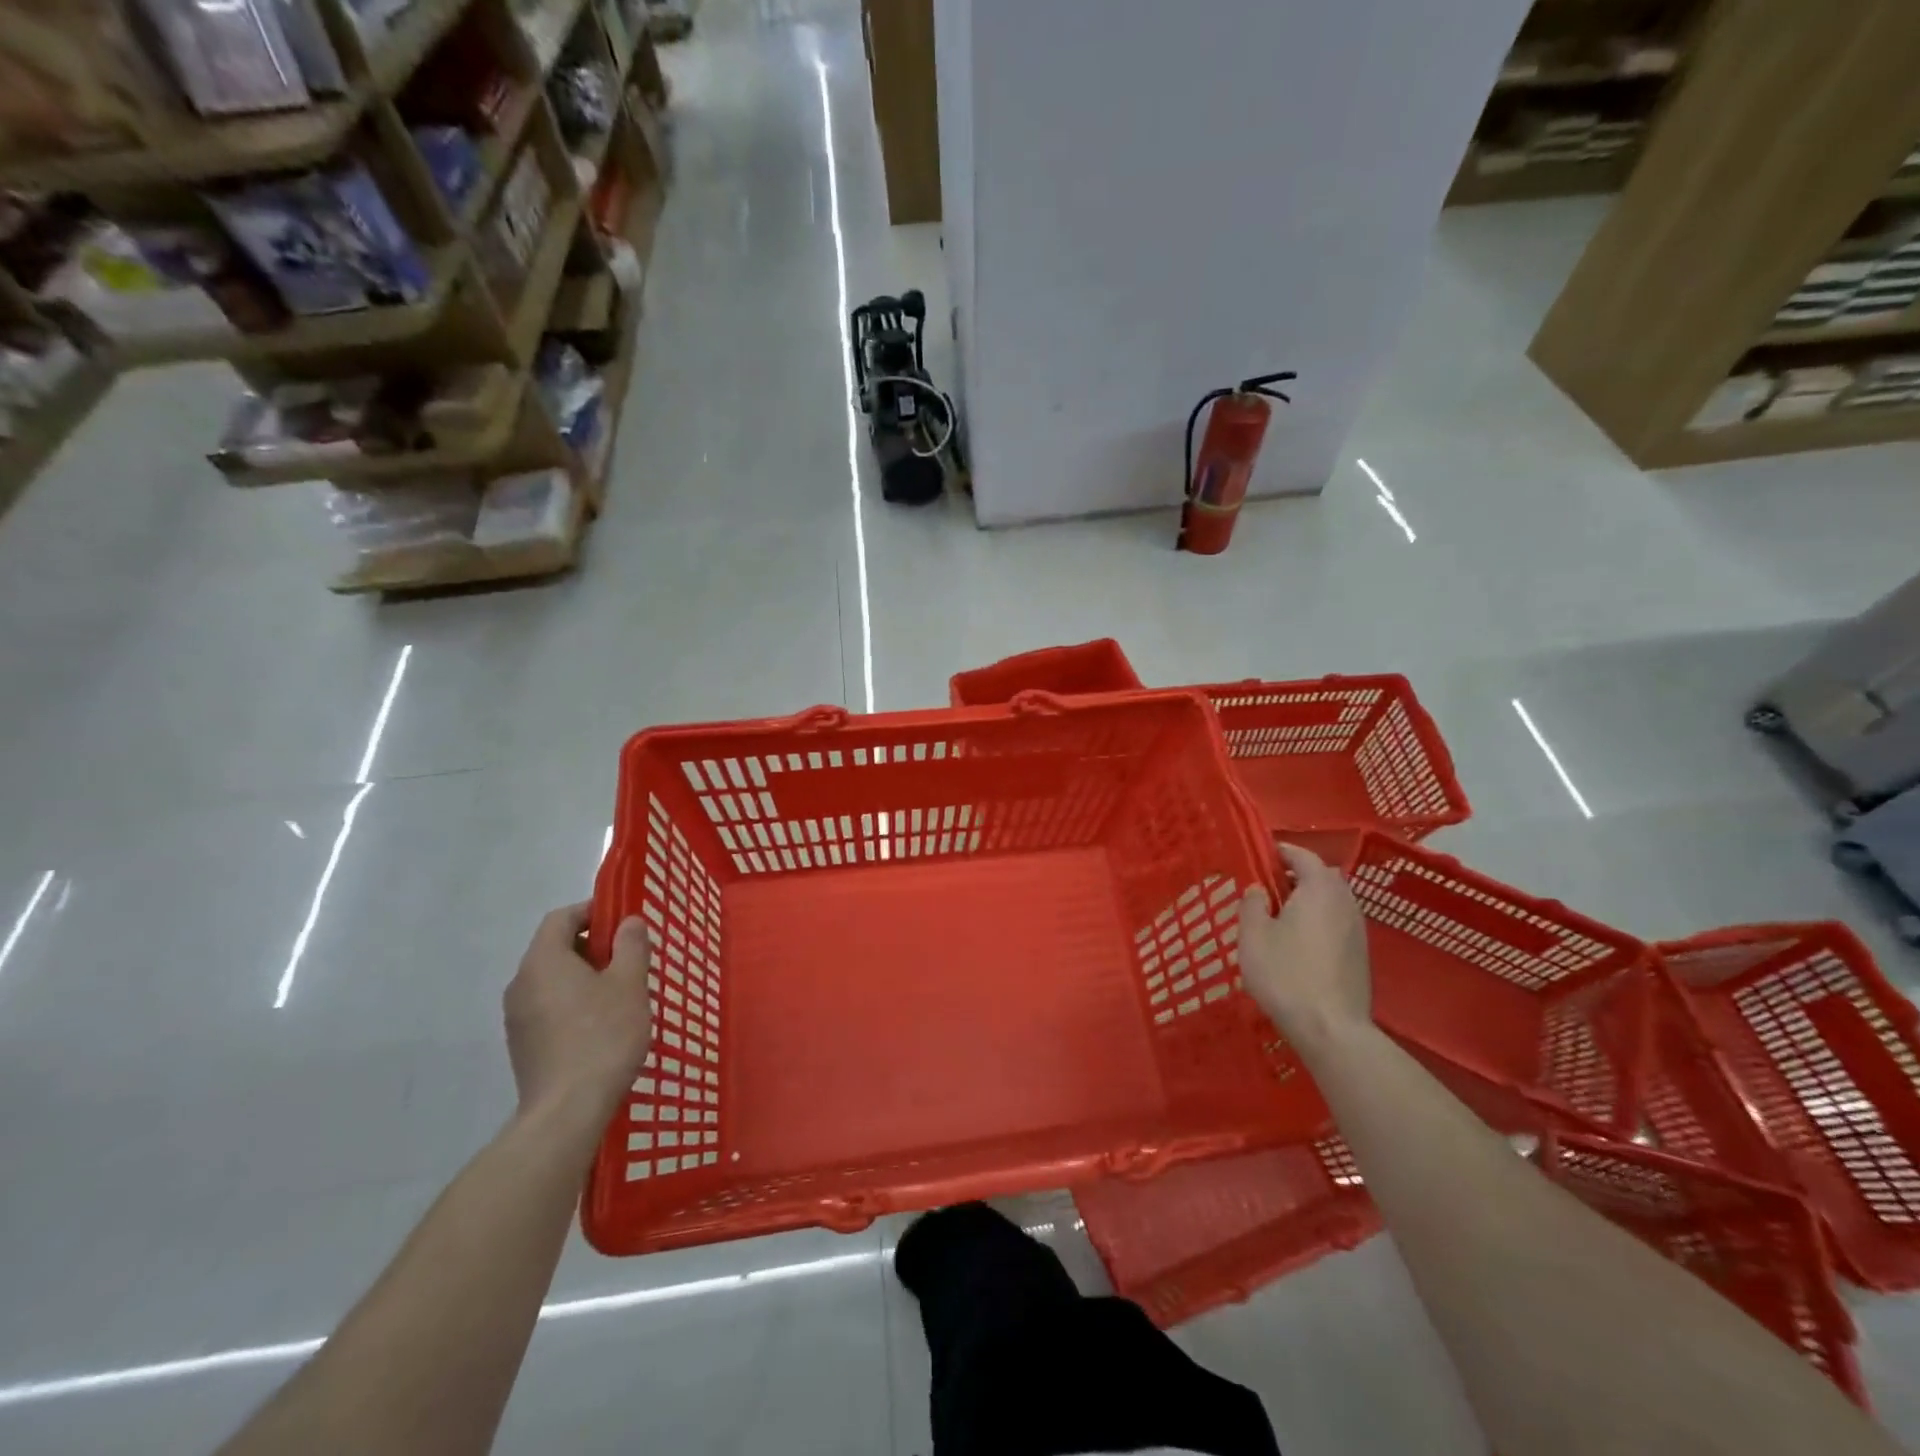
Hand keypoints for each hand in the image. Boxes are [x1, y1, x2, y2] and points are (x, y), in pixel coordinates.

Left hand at [504, 903, 652, 1120]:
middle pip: (555, 948)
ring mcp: (517, 1018)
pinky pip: (549, 1007)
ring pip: (553, 979)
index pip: (561, 918)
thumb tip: (628, 922)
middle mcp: (521, 984)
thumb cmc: (603, 1036)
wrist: (567, 1111)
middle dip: (593, 945)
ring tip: (621, 992)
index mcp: (543, 961)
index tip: (623, 921)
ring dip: (585, 976)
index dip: (592, 911)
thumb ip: (630, 945)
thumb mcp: (630, 984)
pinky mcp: (523, 1045)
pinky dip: (574, 1002)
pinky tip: (602, 1024)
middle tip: (630, 957)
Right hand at [1237, 843, 1372, 1050]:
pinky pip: (1338, 923)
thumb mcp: (1253, 935)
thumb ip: (1252, 904)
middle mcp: (1345, 902)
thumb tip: (1259, 889)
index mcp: (1319, 889)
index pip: (1303, 856)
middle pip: (1323, 876)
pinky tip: (1300, 942)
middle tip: (1269, 886)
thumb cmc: (1286, 974)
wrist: (1331, 1029)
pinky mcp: (1361, 955)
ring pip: (1333, 901)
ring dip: (1310, 899)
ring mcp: (1358, 930)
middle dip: (1297, 875)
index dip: (1281, 852)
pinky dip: (1320, 921)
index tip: (1261, 855)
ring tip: (1281, 915)